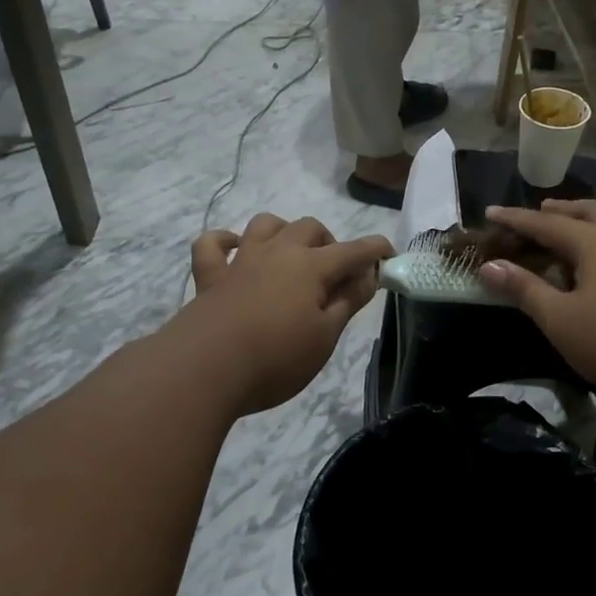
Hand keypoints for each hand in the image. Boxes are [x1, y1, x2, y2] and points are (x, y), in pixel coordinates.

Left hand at [183, 213, 393, 414]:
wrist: (204, 370)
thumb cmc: (276, 358)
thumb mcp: (325, 337)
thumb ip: (347, 302)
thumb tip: (367, 275)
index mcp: (311, 267)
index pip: (353, 251)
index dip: (375, 250)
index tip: (390, 254)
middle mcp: (277, 253)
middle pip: (309, 228)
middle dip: (329, 242)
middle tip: (335, 273)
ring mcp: (240, 261)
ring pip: (265, 225)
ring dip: (283, 231)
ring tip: (291, 255)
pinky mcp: (209, 277)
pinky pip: (212, 245)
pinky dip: (224, 241)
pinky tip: (234, 250)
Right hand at [477, 200, 595, 409]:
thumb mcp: (561, 320)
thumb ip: (524, 290)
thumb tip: (489, 266)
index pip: (547, 224)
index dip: (516, 219)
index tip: (491, 212)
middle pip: (590, 211)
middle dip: (562, 210)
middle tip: (541, 212)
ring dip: (591, 222)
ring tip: (575, 234)